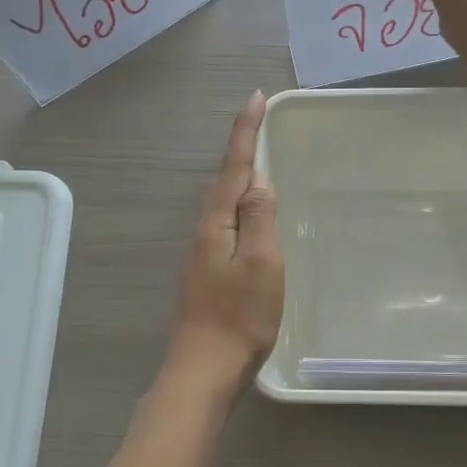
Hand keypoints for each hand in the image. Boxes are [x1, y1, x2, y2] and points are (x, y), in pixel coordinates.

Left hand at [170, 91, 283, 390]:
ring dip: (241, 177)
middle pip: (226, 181)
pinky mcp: (209, 273)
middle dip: (242, 148)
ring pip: (225, 204)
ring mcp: (204, 254)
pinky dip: (242, 208)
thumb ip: (259, 219)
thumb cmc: (240, 316)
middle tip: (260, 120)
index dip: (246, 132)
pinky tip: (252, 215)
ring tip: (260, 158)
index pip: (234, 167)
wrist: (205, 368)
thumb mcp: (261, 264)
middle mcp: (206, 232)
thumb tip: (259, 181)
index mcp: (217, 224)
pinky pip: (229, 225)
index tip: (256, 98)